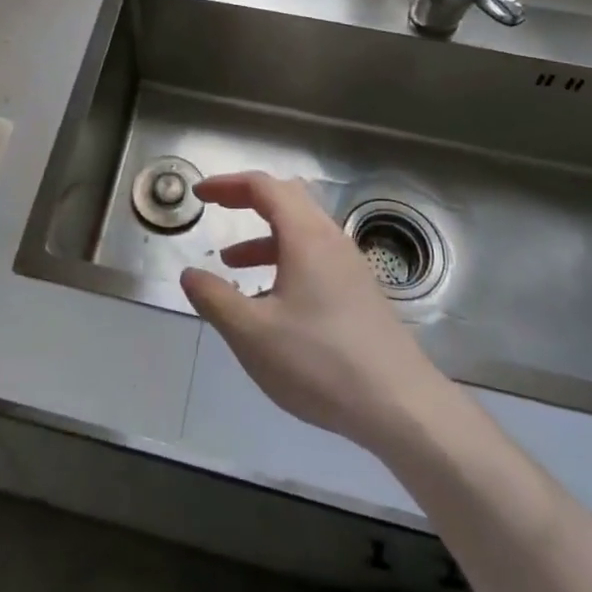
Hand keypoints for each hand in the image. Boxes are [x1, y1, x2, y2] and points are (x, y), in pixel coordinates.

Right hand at [180, 171, 453, 452]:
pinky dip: (284, 261)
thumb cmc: (321, 362)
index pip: (263, 186)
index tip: (199, 194)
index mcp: (305, 235)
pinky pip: (315, 257)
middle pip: (286, 198)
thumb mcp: (253, 334)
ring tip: (232, 265)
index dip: (227, 184)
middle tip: (217, 210)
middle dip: (247, 200)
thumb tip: (189, 274)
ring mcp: (350, 266)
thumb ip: (215, 299)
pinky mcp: (360, 292)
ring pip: (301, 231)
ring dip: (264, 237)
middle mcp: (330, 239)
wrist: (401, 406)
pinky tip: (270, 303)